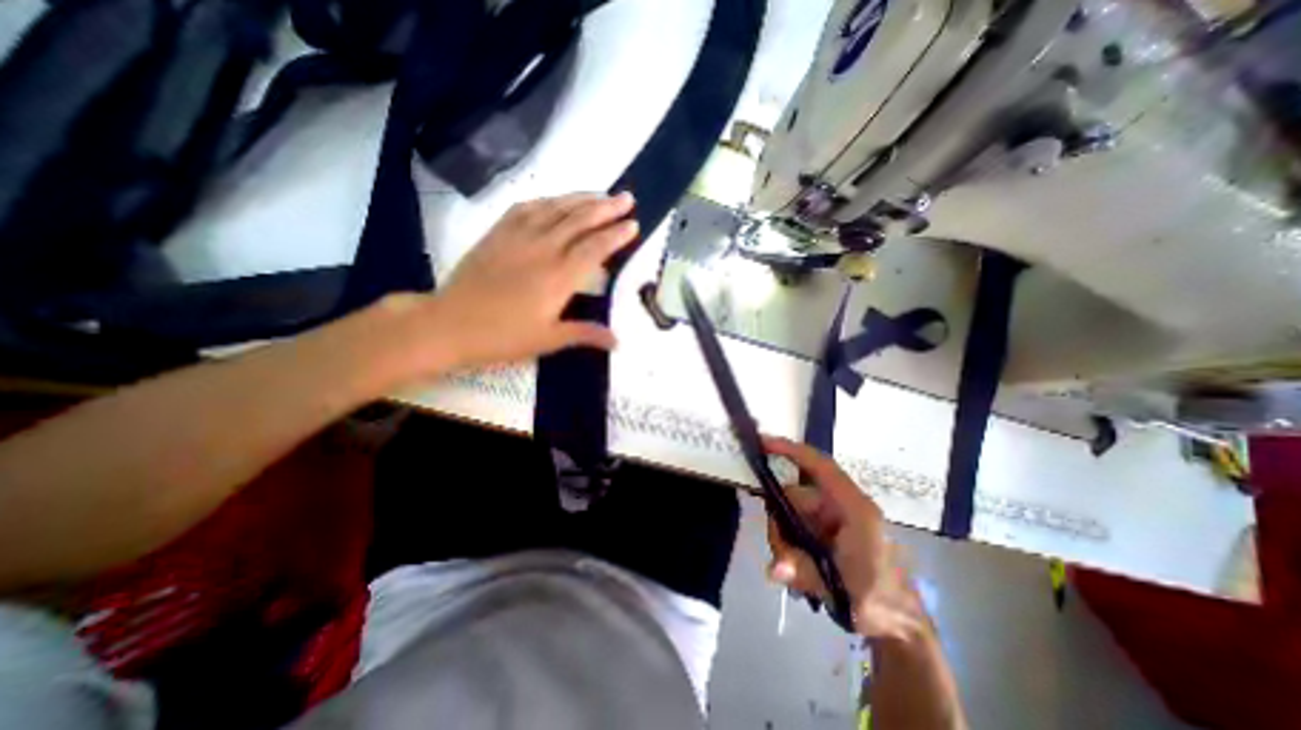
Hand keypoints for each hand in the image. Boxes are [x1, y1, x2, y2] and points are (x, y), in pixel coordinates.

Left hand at [370, 190, 639, 378]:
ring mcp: (519, 237)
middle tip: (627, 198)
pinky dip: (547, 201)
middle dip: (606, 208)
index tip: (633, 224)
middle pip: (580, 221)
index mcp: (559, 277)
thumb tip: (618, 341)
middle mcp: (543, 249)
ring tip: (601, 194)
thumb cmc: (502, 336)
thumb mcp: (548, 340)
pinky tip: (557, 199)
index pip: (595, 248)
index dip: (616, 235)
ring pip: (556, 209)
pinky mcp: (498, 233)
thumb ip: (585, 334)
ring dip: (581, 199)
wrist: (449, 323)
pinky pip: (526, 208)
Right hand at [764, 437, 917, 636]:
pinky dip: (790, 550)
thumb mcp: (845, 589)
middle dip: (780, 526)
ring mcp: (831, 520)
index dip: (791, 450)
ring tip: (793, 575)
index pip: (819, 466)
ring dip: (784, 543)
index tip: (762, 443)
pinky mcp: (825, 533)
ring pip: (790, 516)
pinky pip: (795, 530)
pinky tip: (796, 574)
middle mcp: (838, 507)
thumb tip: (774, 569)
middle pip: (793, 497)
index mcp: (852, 507)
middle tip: (782, 560)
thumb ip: (808, 574)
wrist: (900, 627)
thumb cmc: (880, 599)